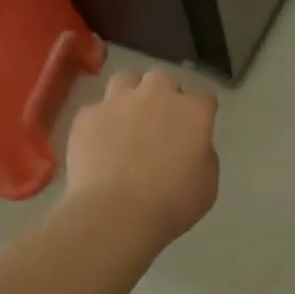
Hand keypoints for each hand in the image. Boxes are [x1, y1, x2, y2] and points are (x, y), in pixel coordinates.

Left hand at [65, 68, 219, 245]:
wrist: (114, 214)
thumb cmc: (171, 204)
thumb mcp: (207, 184)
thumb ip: (203, 154)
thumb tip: (192, 146)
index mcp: (193, 112)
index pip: (204, 98)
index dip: (200, 113)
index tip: (196, 130)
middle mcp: (157, 95)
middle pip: (162, 79)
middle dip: (163, 94)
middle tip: (160, 122)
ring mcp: (118, 102)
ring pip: (125, 79)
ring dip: (129, 94)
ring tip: (126, 119)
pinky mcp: (87, 116)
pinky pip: (95, 109)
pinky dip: (99, 122)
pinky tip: (98, 143)